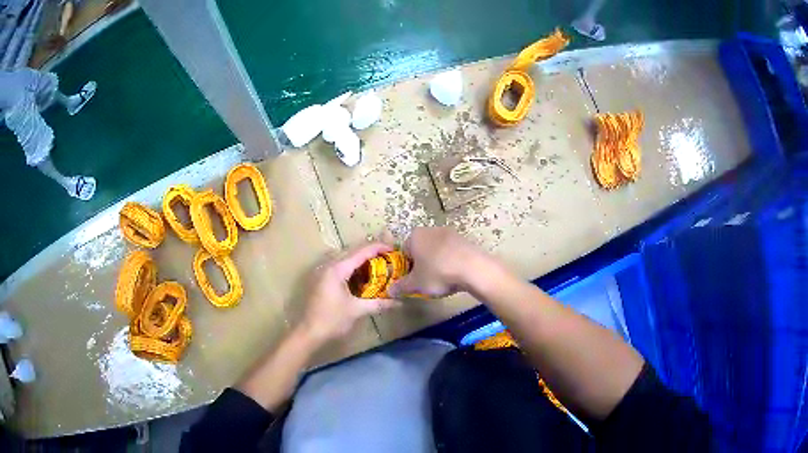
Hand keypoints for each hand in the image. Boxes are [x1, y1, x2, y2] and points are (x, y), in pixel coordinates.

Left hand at [299, 242, 399, 344]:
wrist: (309, 332)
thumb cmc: (332, 320)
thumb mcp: (357, 310)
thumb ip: (378, 304)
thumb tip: (399, 302)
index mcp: (337, 269)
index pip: (361, 251)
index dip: (378, 248)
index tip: (394, 250)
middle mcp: (329, 265)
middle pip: (353, 251)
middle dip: (371, 252)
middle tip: (388, 258)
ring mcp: (323, 271)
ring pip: (345, 258)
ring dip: (361, 259)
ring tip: (378, 265)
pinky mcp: (321, 279)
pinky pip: (340, 266)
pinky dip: (353, 267)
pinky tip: (362, 277)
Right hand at [389, 227, 495, 298]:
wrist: (473, 268)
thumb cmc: (438, 273)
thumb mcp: (416, 284)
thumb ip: (401, 286)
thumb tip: (389, 291)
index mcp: (415, 236)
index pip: (404, 251)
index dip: (406, 267)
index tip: (412, 279)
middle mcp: (431, 229)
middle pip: (421, 248)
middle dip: (422, 263)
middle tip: (426, 281)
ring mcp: (450, 233)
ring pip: (437, 250)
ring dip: (437, 262)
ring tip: (443, 279)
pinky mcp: (465, 240)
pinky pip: (452, 252)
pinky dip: (451, 262)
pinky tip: (456, 275)